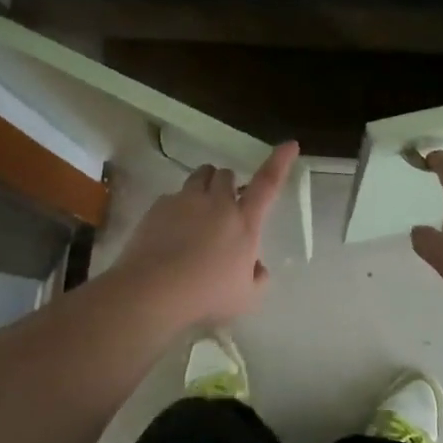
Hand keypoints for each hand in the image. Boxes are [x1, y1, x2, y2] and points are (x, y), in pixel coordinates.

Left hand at [111, 141, 298, 328]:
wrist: (153, 290)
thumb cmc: (206, 296)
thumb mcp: (246, 298)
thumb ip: (258, 278)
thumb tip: (258, 266)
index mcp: (244, 222)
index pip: (268, 184)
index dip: (280, 162)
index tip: (289, 144)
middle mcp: (216, 203)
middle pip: (226, 175)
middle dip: (229, 184)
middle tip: (225, 206)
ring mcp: (186, 200)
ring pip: (200, 175)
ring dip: (205, 185)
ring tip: (199, 209)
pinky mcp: (159, 205)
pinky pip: (173, 195)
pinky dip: (178, 206)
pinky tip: (171, 230)